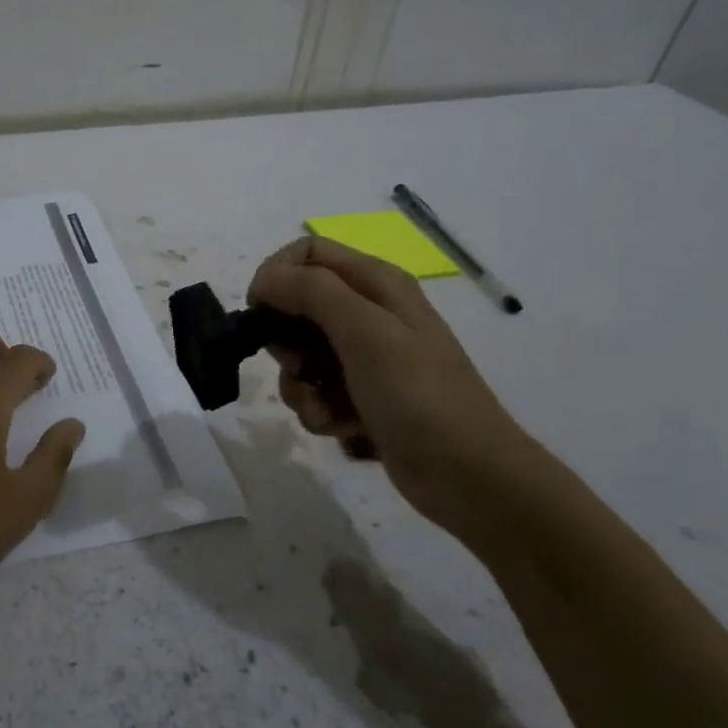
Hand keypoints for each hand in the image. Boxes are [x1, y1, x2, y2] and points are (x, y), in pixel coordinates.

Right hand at [248, 236, 537, 531]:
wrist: (468, 474)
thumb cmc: (418, 395)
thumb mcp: (365, 332)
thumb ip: (312, 292)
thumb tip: (265, 279)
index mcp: (376, 283)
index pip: (307, 252)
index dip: (276, 277)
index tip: (260, 314)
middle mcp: (369, 313)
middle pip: (296, 307)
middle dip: (285, 342)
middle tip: (300, 366)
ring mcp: (365, 358)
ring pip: (299, 357)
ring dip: (300, 387)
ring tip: (328, 409)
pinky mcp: (360, 397)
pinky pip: (315, 394)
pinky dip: (319, 412)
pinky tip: (343, 428)